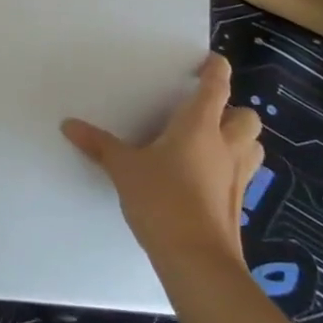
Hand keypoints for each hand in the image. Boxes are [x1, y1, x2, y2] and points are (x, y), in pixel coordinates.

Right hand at [61, 54, 263, 268]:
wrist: (197, 260)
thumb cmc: (162, 200)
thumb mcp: (124, 169)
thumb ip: (99, 145)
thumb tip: (69, 124)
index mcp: (200, 125)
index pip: (217, 85)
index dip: (216, 69)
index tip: (208, 61)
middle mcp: (226, 145)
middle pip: (246, 116)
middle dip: (232, 110)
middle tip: (206, 113)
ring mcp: (237, 176)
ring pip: (253, 146)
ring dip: (239, 140)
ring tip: (211, 143)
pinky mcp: (237, 204)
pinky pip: (242, 175)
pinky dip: (230, 170)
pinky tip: (205, 179)